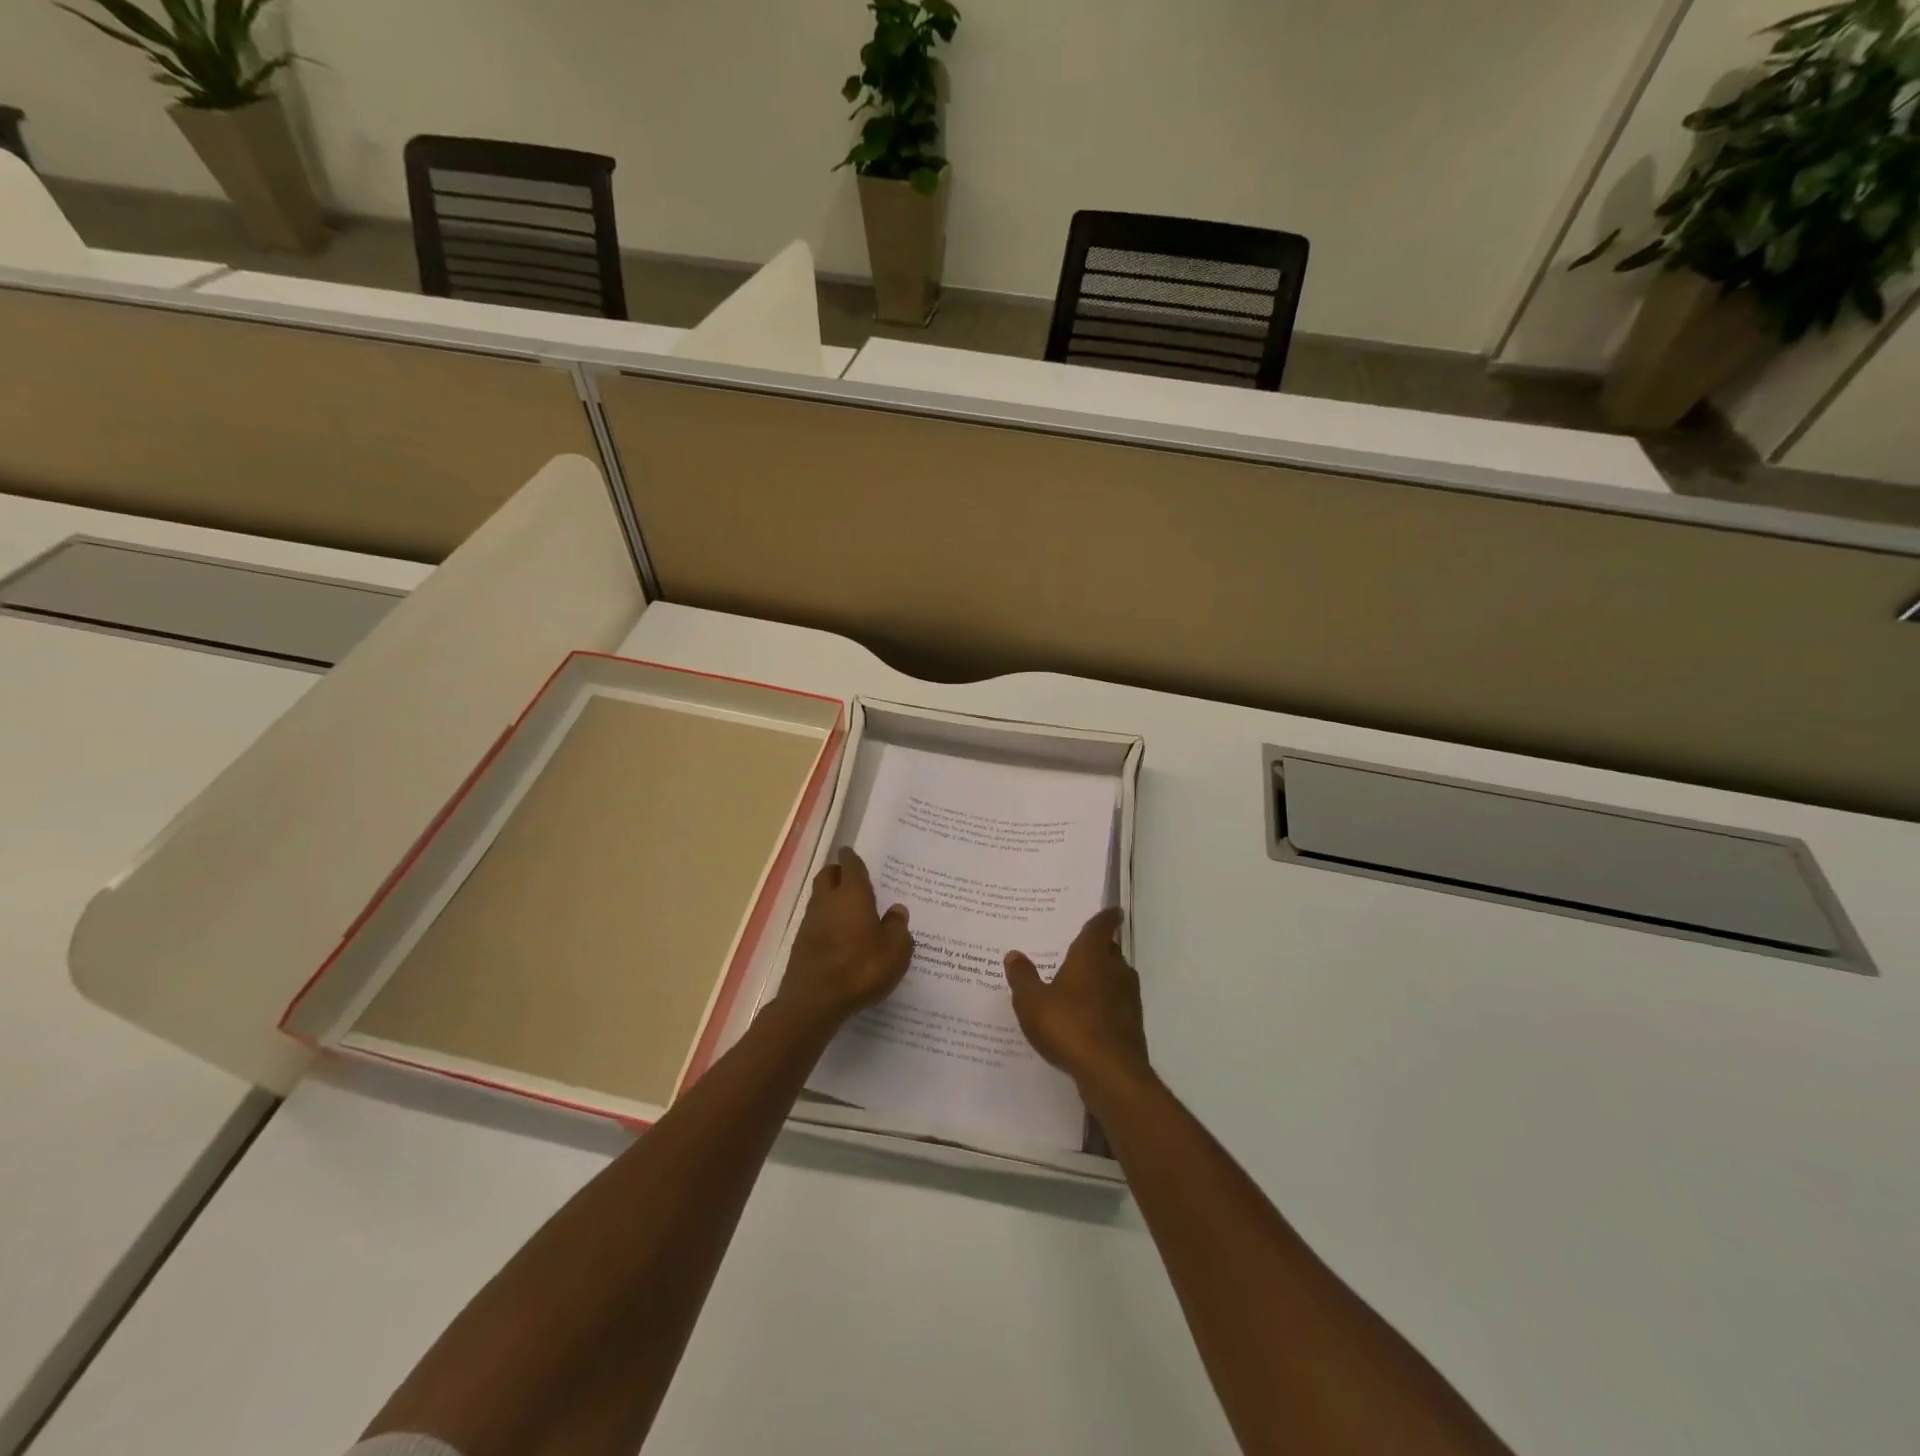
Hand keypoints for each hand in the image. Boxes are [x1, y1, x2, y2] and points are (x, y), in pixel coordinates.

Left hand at [777, 847, 913, 1028]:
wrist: (814, 1001)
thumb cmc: (861, 968)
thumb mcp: (895, 950)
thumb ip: (898, 927)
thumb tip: (897, 911)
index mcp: (852, 894)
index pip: (850, 865)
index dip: (852, 858)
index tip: (852, 853)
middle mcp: (827, 901)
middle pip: (827, 876)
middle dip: (837, 873)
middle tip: (851, 877)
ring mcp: (810, 922)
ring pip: (819, 898)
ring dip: (831, 898)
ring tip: (849, 910)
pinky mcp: (801, 945)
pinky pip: (816, 922)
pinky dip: (826, 922)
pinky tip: (839, 937)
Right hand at [1003, 908, 1151, 1098]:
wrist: (1111, 1074)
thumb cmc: (1069, 1026)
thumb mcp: (1032, 1002)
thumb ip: (1023, 977)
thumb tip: (1014, 954)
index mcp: (1091, 956)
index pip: (1101, 927)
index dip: (1106, 917)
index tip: (1113, 910)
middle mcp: (1115, 970)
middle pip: (1110, 951)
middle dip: (1099, 948)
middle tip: (1079, 947)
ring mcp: (1127, 998)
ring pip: (1115, 977)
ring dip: (1102, 977)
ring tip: (1079, 982)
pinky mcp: (1132, 1024)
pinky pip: (1116, 1003)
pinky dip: (1104, 1003)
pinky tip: (1086, 1016)